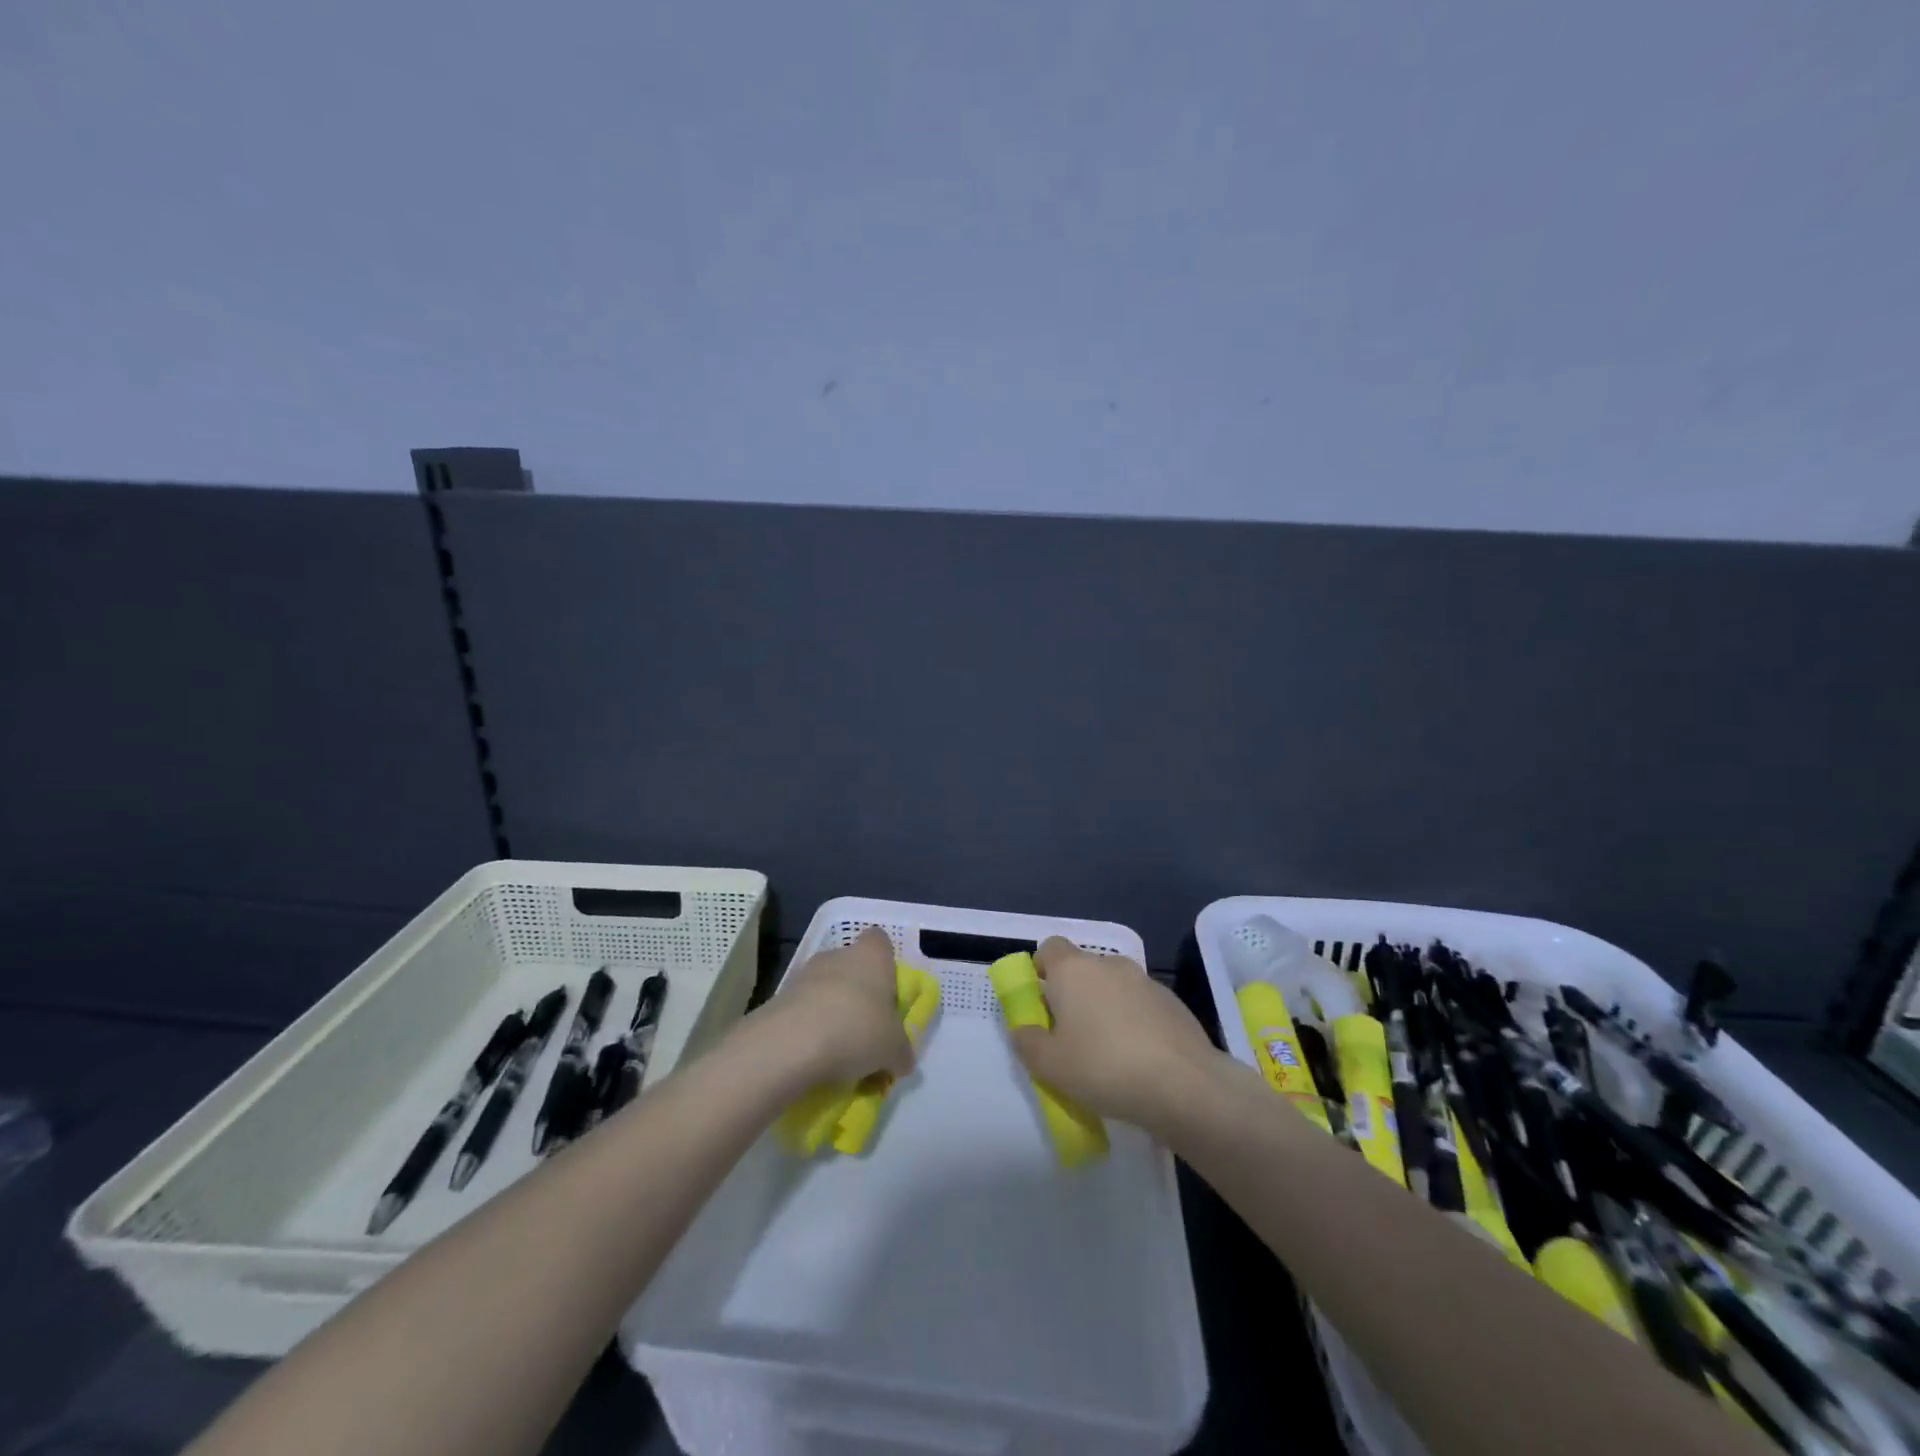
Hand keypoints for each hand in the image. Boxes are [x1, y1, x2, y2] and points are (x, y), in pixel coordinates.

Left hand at [762, 926, 914, 1085]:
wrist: (791, 1042)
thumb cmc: (858, 1029)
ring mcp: (804, 974)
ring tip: (839, 1053)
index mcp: (871, 955)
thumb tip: (902, 1060)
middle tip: (867, 1030)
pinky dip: (809, 1030)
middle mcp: (837, 956)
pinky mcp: (779, 998)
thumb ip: (902, 1052)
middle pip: (852, 967)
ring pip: (825, 989)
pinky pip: (803, 1011)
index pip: (880, 941)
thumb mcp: (894, 1048)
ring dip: (832, 1013)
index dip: (886, 964)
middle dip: (858, 995)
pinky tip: (815, 1058)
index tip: (889, 994)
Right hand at [1007, 936, 1218, 1132]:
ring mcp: (1145, 980)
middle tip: (1070, 1036)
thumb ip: (1027, 1042)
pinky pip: (1141, 1005)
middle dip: (1073, 996)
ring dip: (1105, 1009)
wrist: (1183, 1084)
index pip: (1050, 947)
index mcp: (1073, 970)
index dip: (1041, 969)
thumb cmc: (1104, 1066)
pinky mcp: (1172, 1002)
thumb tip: (1022, 1029)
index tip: (1041, 1003)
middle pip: (1082, 969)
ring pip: (1113, 987)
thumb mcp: (1050, 1065)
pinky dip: (1134, 1022)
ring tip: (1107, 1053)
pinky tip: (1139, 1059)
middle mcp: (1109, 964)